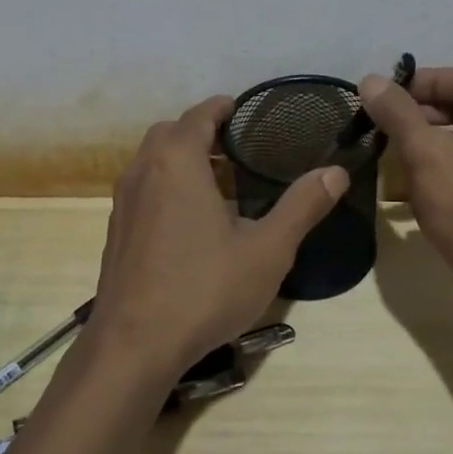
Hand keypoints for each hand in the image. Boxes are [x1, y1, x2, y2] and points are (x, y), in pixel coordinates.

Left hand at [87, 95, 348, 382]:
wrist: (133, 346)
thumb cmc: (204, 289)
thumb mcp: (267, 250)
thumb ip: (302, 207)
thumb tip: (336, 172)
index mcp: (176, 162)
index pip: (199, 115)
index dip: (223, 107)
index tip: (245, 109)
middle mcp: (143, 171)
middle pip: (170, 133)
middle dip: (201, 131)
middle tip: (238, 147)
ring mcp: (123, 203)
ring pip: (152, 162)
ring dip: (182, 159)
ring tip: (221, 182)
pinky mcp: (116, 232)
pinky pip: (144, 189)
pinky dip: (167, 185)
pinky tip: (193, 221)